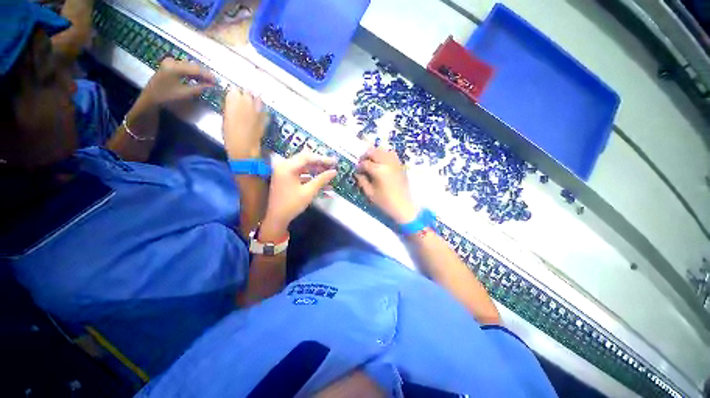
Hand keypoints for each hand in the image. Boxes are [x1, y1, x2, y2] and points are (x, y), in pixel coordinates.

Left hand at [137, 58, 215, 109]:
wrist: (151, 97)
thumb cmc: (167, 96)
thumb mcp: (185, 93)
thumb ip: (199, 88)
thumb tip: (211, 86)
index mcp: (176, 67)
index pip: (197, 69)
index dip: (208, 75)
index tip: (217, 82)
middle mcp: (173, 61)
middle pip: (193, 65)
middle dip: (203, 74)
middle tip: (212, 82)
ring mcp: (169, 62)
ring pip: (189, 65)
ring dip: (198, 73)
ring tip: (205, 81)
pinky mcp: (168, 65)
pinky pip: (183, 66)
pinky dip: (191, 72)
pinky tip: (195, 79)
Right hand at [223, 88, 267, 158]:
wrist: (245, 146)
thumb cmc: (230, 134)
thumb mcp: (225, 118)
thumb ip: (230, 108)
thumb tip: (233, 105)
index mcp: (233, 99)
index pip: (234, 90)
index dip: (234, 94)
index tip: (233, 97)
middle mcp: (247, 101)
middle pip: (247, 92)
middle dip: (245, 95)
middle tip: (243, 100)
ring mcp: (257, 109)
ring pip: (258, 99)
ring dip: (255, 100)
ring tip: (252, 104)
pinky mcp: (265, 117)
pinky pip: (264, 110)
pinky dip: (262, 110)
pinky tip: (260, 114)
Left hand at [260, 151, 336, 238]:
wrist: (277, 218)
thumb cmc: (292, 204)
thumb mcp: (309, 192)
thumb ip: (322, 180)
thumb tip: (334, 172)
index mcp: (287, 167)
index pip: (308, 157)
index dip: (323, 159)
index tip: (335, 161)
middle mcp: (284, 166)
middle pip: (306, 161)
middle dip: (321, 165)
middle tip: (333, 167)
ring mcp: (285, 172)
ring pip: (304, 168)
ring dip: (317, 172)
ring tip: (330, 176)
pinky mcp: (287, 179)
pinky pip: (301, 175)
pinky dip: (311, 179)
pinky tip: (324, 185)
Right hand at [355, 147, 418, 223]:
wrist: (404, 206)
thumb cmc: (385, 202)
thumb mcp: (370, 193)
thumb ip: (362, 181)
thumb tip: (358, 173)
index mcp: (378, 170)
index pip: (365, 163)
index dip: (359, 166)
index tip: (357, 171)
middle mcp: (387, 162)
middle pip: (374, 151)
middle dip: (366, 156)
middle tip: (362, 163)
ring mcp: (395, 162)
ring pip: (383, 150)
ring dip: (375, 154)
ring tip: (371, 161)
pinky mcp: (400, 165)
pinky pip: (392, 155)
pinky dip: (384, 155)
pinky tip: (381, 163)